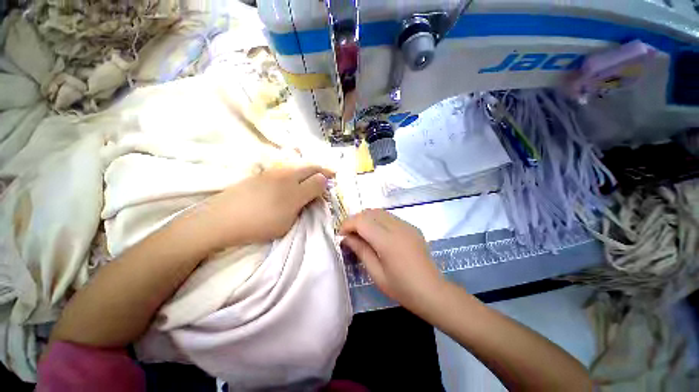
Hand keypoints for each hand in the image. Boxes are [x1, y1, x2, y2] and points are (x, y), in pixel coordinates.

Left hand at [198, 165, 333, 248]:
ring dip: (309, 167)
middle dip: (322, 169)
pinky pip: (285, 167)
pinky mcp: (261, 174)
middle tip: (330, 173)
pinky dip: (296, 168)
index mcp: (294, 186)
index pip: (318, 178)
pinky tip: (295, 175)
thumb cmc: (260, 222)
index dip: (328, 180)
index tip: (333, 182)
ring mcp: (272, 172)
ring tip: (314, 174)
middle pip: (309, 165)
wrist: (220, 219)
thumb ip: (307, 198)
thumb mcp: (289, 217)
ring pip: (297, 164)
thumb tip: (319, 183)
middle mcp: (285, 174)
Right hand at [340, 209, 445, 313]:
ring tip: (361, 233)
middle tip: (349, 234)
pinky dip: (378, 220)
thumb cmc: (402, 288)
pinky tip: (377, 234)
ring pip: (380, 212)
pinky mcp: (412, 227)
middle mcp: (398, 227)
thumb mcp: (376, 273)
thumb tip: (346, 237)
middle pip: (370, 212)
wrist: (432, 291)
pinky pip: (390, 217)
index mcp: (388, 241)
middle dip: (356, 220)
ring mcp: (407, 225)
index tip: (341, 234)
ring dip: (367, 219)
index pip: (362, 221)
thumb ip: (361, 250)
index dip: (348, 224)